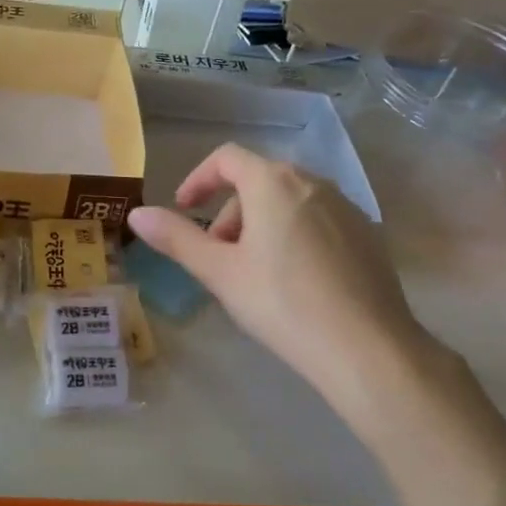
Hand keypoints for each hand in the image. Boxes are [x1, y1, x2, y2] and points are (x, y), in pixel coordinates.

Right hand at [127, 144, 433, 400]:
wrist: (366, 347)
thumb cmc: (281, 303)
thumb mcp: (220, 272)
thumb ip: (177, 238)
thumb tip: (137, 214)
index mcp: (273, 182)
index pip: (226, 158)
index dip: (198, 180)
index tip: (183, 210)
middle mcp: (314, 182)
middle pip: (258, 180)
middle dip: (229, 212)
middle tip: (218, 256)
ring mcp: (347, 207)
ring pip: (290, 202)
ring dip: (260, 225)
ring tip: (254, 273)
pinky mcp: (368, 235)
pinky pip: (318, 221)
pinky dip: (294, 236)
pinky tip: (296, 283)